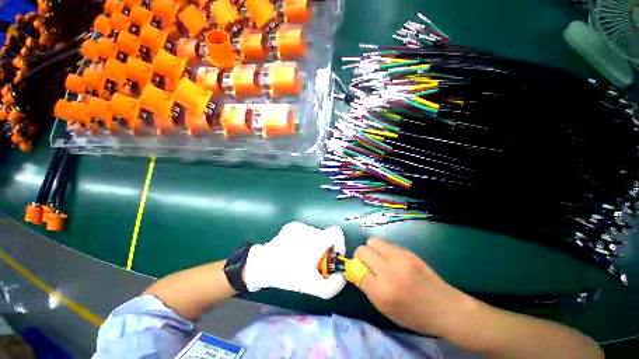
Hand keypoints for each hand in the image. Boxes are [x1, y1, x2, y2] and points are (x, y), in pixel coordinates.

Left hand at [244, 221, 346, 298]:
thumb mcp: (313, 287)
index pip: (337, 232)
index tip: (333, 256)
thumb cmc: (288, 274)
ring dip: (314, 245)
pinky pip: (304, 232)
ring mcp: (299, 225)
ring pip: (315, 234)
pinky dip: (304, 240)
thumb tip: (341, 276)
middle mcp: (310, 228)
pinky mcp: (291, 226)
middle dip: (324, 249)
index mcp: (317, 239)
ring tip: (302, 258)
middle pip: (326, 236)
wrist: (262, 265)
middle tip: (315, 263)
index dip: (340, 244)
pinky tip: (294, 250)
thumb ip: (333, 286)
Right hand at [354, 238, 474, 335]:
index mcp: (382, 293)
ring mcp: (399, 258)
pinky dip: (383, 249)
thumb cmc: (414, 315)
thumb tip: (355, 270)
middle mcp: (388, 272)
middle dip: (360, 256)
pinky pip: (386, 243)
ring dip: (371, 249)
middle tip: (367, 264)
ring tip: (379, 259)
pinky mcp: (407, 251)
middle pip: (362, 250)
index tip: (359, 271)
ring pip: (372, 241)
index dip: (355, 269)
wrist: (445, 308)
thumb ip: (368, 288)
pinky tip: (391, 259)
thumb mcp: (386, 310)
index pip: (357, 270)